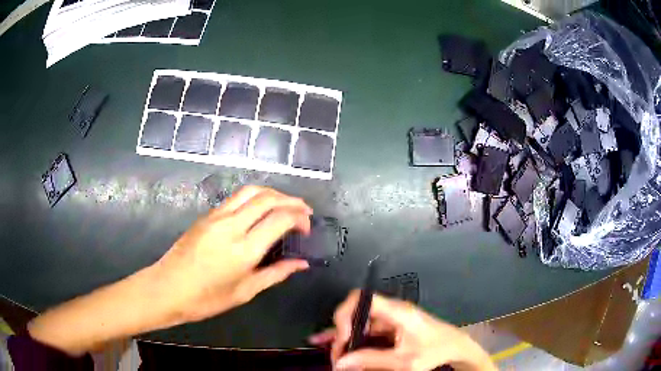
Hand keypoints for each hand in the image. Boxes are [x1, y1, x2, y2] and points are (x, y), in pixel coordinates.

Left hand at [155, 185, 312, 322]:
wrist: (168, 288)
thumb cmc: (207, 299)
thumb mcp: (245, 291)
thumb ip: (276, 273)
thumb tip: (301, 264)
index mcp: (244, 250)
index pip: (279, 219)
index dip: (299, 218)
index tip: (307, 228)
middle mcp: (231, 225)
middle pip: (267, 198)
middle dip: (291, 200)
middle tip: (304, 210)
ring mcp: (216, 216)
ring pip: (251, 190)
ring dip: (273, 193)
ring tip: (286, 203)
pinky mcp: (206, 215)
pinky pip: (236, 197)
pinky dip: (255, 197)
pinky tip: (260, 209)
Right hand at [309, 291, 495, 370]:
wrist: (456, 347)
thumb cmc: (434, 351)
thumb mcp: (404, 361)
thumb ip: (372, 360)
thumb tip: (340, 362)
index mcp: (396, 312)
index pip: (363, 299)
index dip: (346, 315)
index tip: (344, 338)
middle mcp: (390, 310)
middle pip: (356, 312)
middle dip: (341, 332)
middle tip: (337, 355)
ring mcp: (389, 318)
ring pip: (358, 322)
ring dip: (343, 337)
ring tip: (333, 354)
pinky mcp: (389, 327)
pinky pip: (365, 330)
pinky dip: (351, 338)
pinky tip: (336, 345)